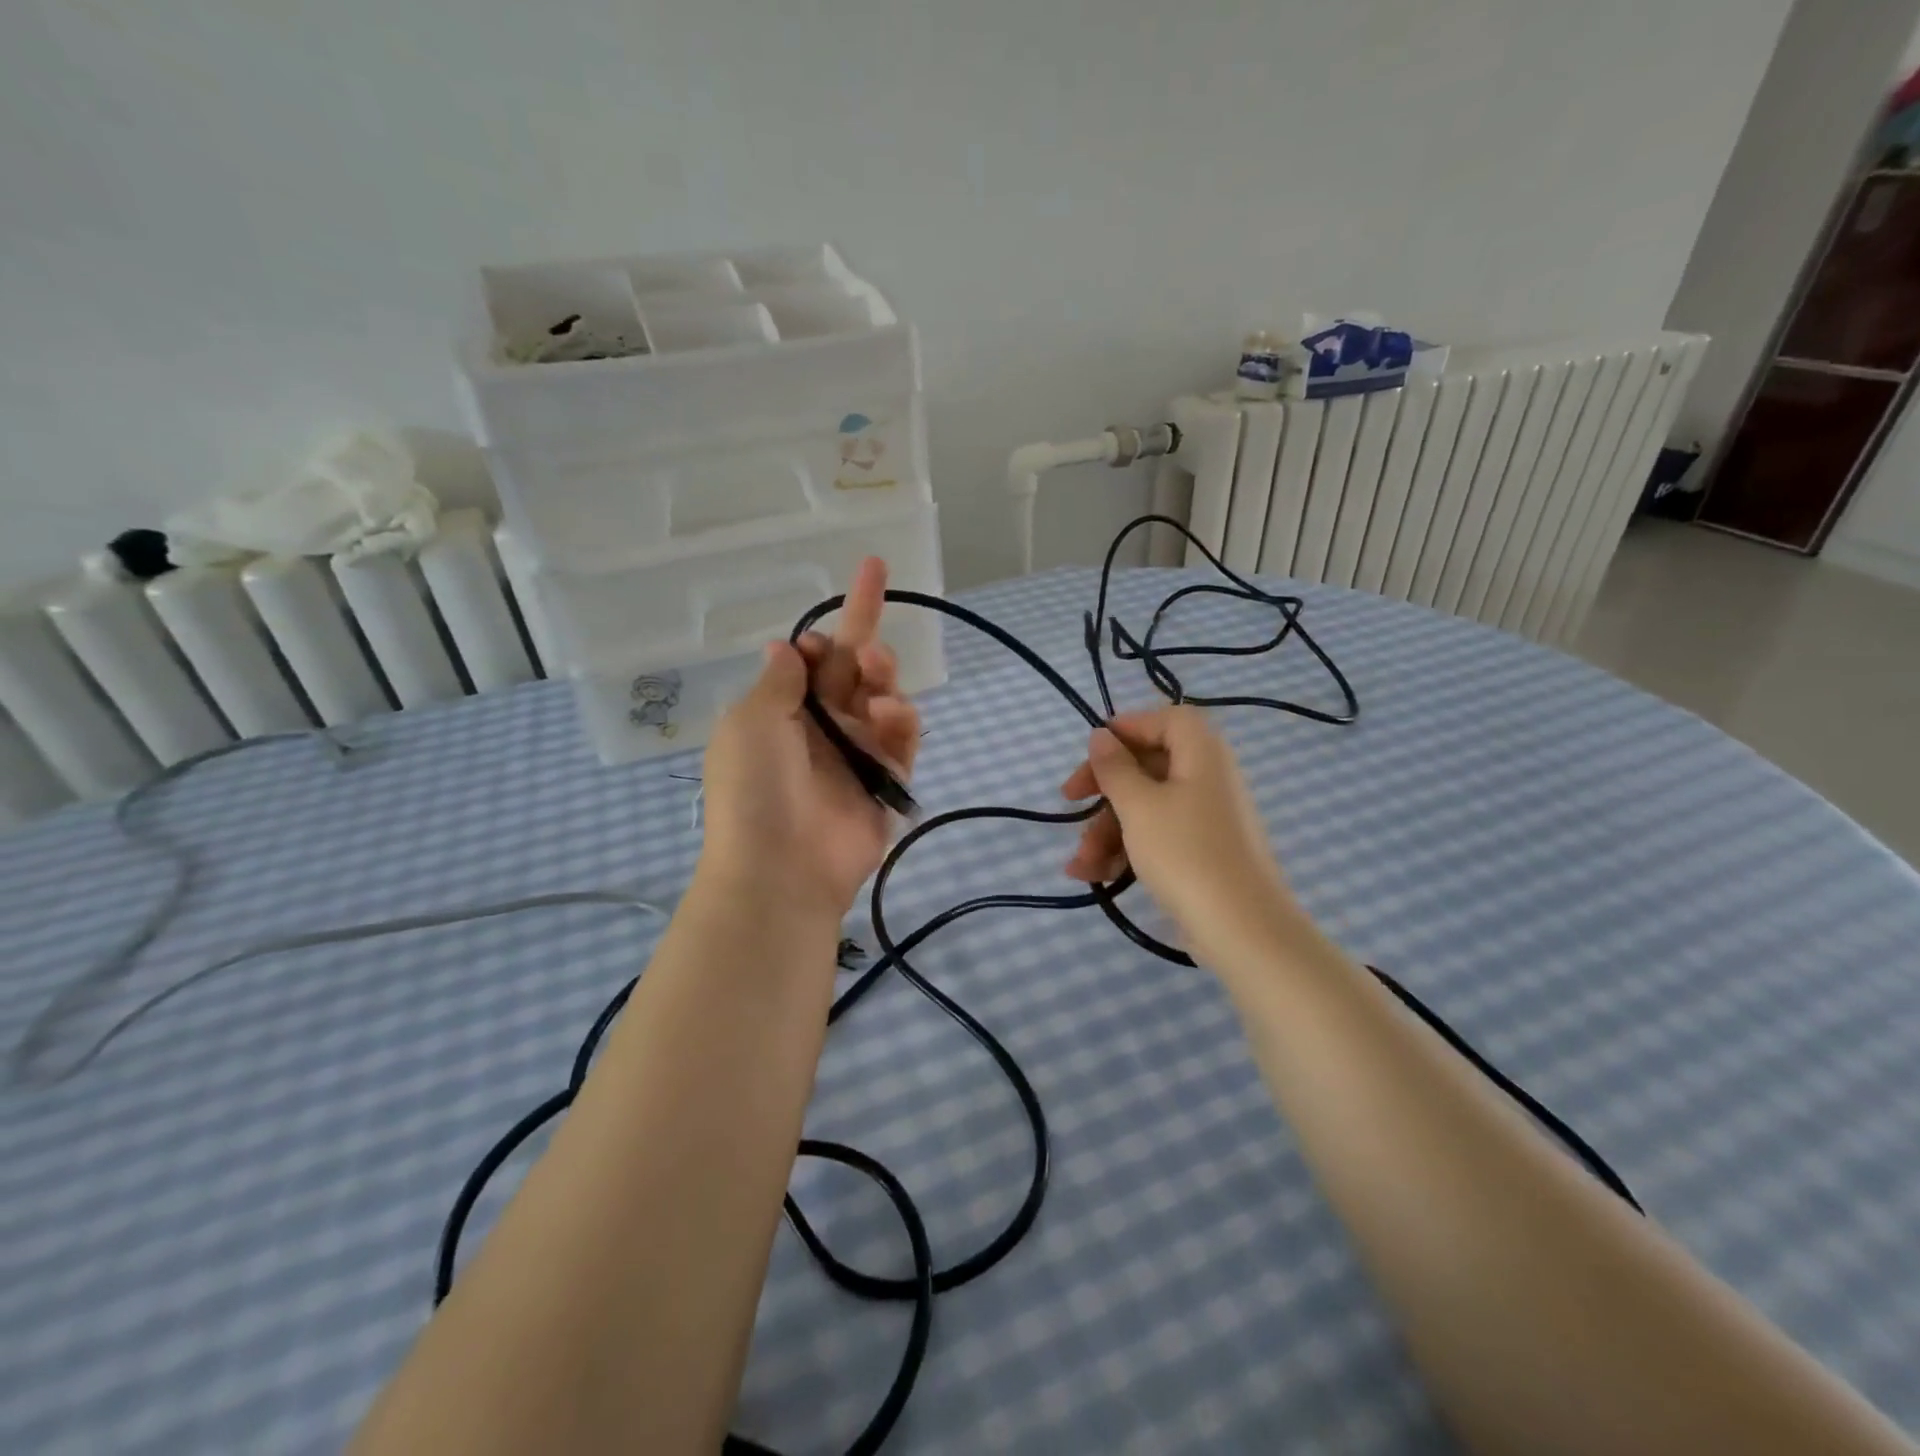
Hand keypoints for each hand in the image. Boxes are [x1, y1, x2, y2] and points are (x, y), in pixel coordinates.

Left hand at [698, 557, 919, 921]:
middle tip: (873, 610)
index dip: (824, 636)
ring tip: (877, 676)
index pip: (813, 660)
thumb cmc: (754, 788)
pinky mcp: (886, 781)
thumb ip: (780, 681)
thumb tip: (787, 647)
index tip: (821, 635)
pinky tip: (889, 717)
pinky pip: (903, 740)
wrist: (780, 868)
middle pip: (853, 668)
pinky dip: (902, 722)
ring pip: (884, 697)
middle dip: (866, 630)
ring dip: (884, 675)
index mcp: (783, 709)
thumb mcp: (751, 722)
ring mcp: (857, 753)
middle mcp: (822, 726)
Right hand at [1061, 706, 1301, 961]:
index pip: (1165, 720)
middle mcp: (1208, 778)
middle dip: (1103, 790)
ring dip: (1107, 831)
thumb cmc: (1185, 852)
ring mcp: (1206, 818)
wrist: (1241, 928)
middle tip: (1069, 802)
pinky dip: (1127, 850)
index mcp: (1202, 753)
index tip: (1091, 752)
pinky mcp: (1202, 853)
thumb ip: (1115, 768)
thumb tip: (1101, 735)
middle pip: (1148, 765)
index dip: (1126, 728)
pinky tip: (1094, 876)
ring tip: (1079, 864)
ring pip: (1147, 807)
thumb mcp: (1138, 806)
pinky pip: (1158, 837)